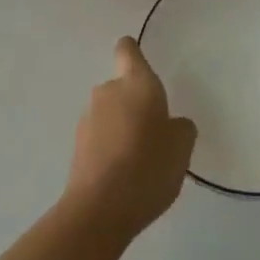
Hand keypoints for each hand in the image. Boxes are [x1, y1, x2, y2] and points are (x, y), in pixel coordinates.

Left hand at [64, 37, 196, 241]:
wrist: (100, 209)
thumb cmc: (148, 165)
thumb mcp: (182, 146)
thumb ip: (180, 127)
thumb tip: (171, 124)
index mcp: (136, 82)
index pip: (128, 50)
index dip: (133, 52)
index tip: (141, 62)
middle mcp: (108, 92)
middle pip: (122, 87)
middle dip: (135, 104)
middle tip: (155, 132)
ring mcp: (88, 119)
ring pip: (110, 114)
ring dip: (122, 128)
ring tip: (140, 161)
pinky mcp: (77, 148)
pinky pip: (100, 139)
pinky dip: (110, 149)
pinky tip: (124, 176)